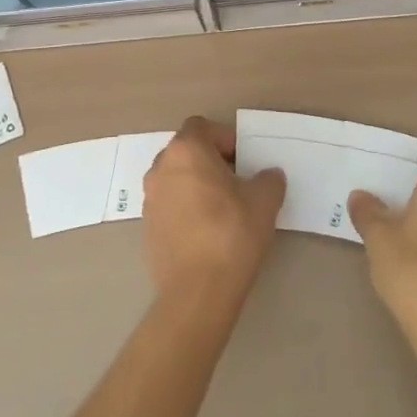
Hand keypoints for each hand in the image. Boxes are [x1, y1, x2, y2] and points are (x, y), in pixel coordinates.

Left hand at [142, 117, 284, 312]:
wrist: (197, 290)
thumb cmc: (232, 233)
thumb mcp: (264, 201)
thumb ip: (269, 179)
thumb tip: (268, 175)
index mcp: (186, 151)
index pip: (201, 126)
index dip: (224, 137)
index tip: (243, 160)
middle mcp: (161, 168)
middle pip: (186, 151)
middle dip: (210, 160)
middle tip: (236, 182)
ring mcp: (150, 198)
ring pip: (175, 178)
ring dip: (196, 184)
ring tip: (222, 208)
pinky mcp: (147, 227)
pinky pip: (169, 205)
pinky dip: (185, 208)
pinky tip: (206, 232)